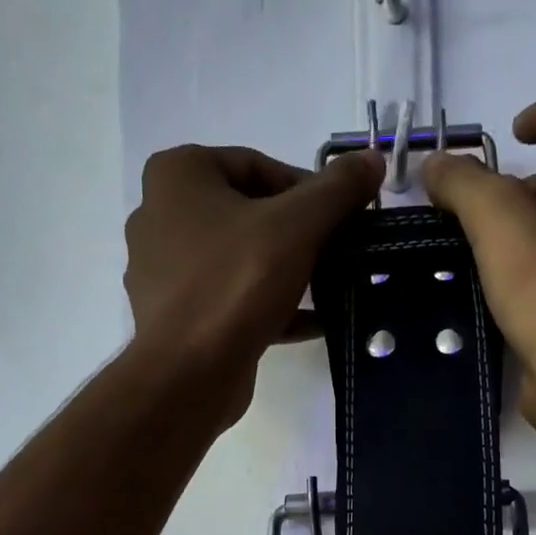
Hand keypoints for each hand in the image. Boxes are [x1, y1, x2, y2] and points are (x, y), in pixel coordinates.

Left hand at [124, 143, 384, 425]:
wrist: (188, 375)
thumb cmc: (235, 284)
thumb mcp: (297, 226)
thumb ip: (337, 190)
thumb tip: (374, 159)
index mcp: (178, 176)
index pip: (257, 166)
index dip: (307, 190)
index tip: (341, 219)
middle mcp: (161, 217)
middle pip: (249, 215)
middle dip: (299, 235)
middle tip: (339, 254)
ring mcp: (167, 273)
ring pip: (241, 262)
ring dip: (289, 274)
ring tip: (332, 288)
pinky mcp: (180, 320)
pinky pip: (233, 302)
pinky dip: (271, 309)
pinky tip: (313, 324)